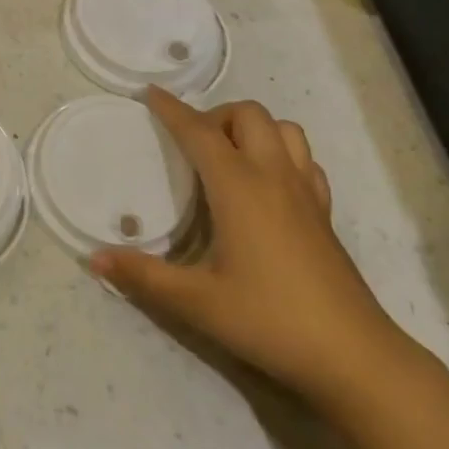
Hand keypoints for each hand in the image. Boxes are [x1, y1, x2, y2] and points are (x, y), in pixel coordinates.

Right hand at [90, 88, 411, 409]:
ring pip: (284, 129)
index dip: (172, 109)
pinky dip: (283, 154)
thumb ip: (142, 276)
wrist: (353, 355)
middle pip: (248, 114)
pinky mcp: (325, 213)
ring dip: (254, 129)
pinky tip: (268, 184)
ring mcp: (306, 192)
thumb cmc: (269, 320)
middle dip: (215, 115)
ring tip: (230, 157)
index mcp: (238, 186)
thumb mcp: (196, 301)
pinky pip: (305, 160)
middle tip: (192, 145)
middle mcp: (273, 176)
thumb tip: (94, 258)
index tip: (150, 93)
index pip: (199, 131)